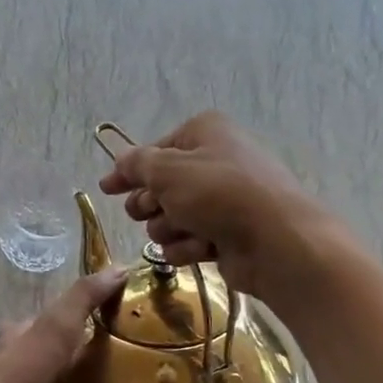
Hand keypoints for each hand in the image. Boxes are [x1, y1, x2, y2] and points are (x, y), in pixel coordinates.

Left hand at [0, 267, 128, 382]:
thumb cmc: (21, 372)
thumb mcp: (56, 326)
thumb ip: (84, 298)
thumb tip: (120, 267)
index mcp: (17, 339)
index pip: (48, 323)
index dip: (75, 320)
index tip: (112, 323)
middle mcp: (15, 369)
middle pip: (54, 362)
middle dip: (82, 363)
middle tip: (125, 366)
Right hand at [97, 111, 348, 302]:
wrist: (275, 241)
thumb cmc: (218, 194)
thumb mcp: (168, 170)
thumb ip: (137, 164)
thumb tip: (121, 160)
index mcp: (204, 134)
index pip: (154, 151)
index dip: (129, 171)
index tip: (106, 188)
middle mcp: (214, 163)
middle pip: (160, 187)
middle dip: (149, 204)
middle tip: (146, 211)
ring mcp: (222, 201)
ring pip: (170, 218)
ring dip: (169, 228)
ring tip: (187, 230)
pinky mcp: (226, 235)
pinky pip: (188, 241)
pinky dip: (189, 247)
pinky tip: (202, 248)